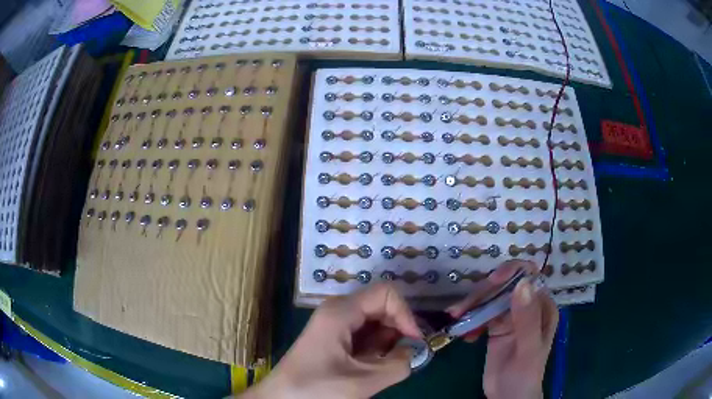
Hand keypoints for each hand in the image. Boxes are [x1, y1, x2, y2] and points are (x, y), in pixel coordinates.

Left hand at [243, 283, 421, 398]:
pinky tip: (370, 367)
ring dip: (386, 343)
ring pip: (374, 322)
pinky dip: (375, 349)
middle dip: (398, 330)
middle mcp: (338, 310)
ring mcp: (334, 324)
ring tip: (381, 366)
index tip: (414, 342)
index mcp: (341, 311)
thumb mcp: (363, 381)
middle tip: (402, 357)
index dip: (405, 315)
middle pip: (381, 306)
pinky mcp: (334, 338)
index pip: (387, 294)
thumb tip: (414, 352)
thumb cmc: (316, 389)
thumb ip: (398, 365)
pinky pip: (364, 335)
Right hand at [447, 260, 558, 398]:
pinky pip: (481, 314)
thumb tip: (522, 283)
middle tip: (462, 308)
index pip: (529, 277)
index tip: (491, 282)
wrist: (508, 397)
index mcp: (542, 306)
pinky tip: (465, 335)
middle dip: (483, 293)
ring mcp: (510, 316)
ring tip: (456, 317)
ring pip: (490, 298)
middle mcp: (527, 306)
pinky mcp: (495, 327)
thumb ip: (527, 318)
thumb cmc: (525, 374)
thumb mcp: (528, 348)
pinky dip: (470, 319)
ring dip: (472, 305)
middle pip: (505, 286)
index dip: (511, 273)